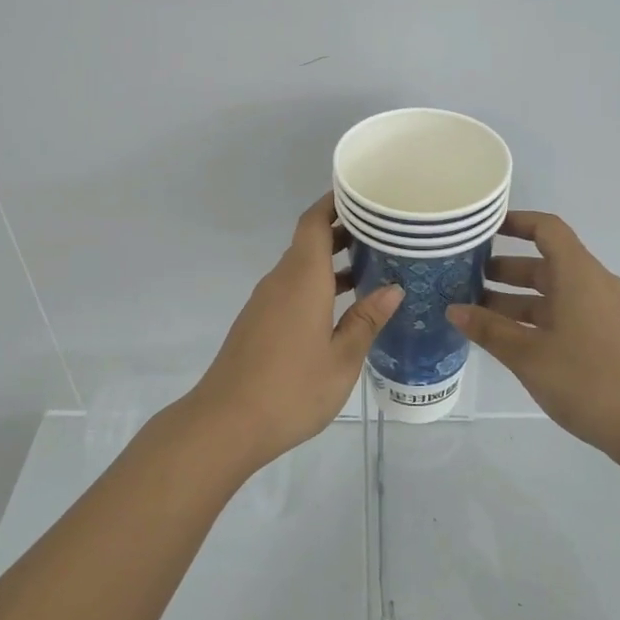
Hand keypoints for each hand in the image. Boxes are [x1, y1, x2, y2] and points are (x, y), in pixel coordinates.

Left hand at [187, 193, 403, 470]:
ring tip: (372, 267)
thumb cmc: (291, 389)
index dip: (335, 203)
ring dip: (331, 262)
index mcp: (301, 278)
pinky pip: (291, 289)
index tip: (363, 196)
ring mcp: (265, 302)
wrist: (226, 423)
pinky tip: (342, 307)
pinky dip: (317, 285)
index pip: (314, 222)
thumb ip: (366, 320)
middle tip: (383, 232)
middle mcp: (280, 281)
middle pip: (308, 241)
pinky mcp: (258, 323)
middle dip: (342, 231)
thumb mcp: (341, 358)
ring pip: (300, 267)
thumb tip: (393, 289)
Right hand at [448, 211, 619, 462]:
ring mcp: (604, 310)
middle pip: (545, 262)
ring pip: (553, 291)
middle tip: (464, 278)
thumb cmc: (586, 380)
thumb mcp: (527, 355)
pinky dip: (535, 316)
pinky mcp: (607, 335)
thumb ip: (488, 329)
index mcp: (578, 275)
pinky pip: (565, 311)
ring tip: (476, 312)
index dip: (515, 222)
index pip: (546, 229)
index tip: (482, 228)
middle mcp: (593, 284)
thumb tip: (453, 310)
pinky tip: (508, 338)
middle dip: (504, 269)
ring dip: (516, 297)